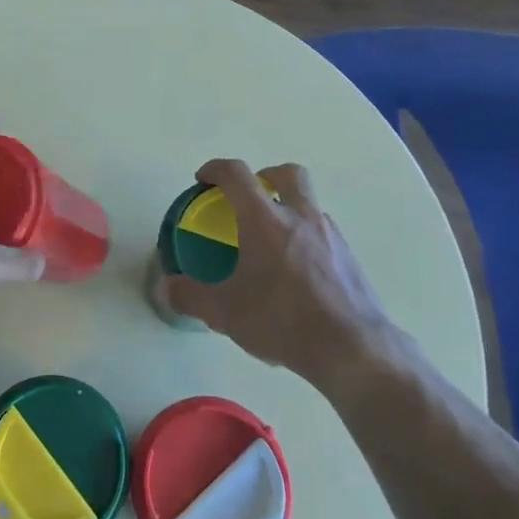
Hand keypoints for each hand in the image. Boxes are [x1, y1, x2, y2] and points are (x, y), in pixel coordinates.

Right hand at [162, 159, 415, 385]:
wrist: (352, 348)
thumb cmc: (282, 320)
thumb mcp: (225, 313)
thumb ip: (190, 296)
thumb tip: (166, 287)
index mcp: (265, 220)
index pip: (237, 174)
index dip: (216, 169)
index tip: (203, 179)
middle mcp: (300, 217)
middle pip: (287, 173)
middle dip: (266, 175)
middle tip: (250, 197)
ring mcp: (331, 235)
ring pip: (309, 204)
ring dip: (289, 209)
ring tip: (273, 243)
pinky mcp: (350, 258)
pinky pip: (324, 233)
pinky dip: (307, 238)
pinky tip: (298, 273)